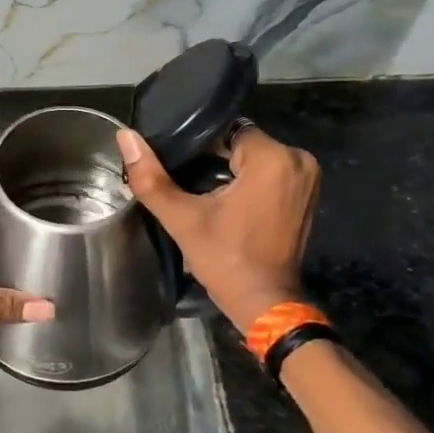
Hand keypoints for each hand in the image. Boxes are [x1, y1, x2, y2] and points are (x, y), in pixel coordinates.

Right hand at [116, 124, 319, 334]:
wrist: (263, 302)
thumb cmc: (224, 259)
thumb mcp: (182, 218)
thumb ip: (150, 176)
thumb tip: (125, 136)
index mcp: (272, 158)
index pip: (226, 130)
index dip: (199, 147)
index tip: (182, 168)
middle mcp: (298, 160)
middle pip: (241, 143)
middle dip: (215, 159)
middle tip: (190, 185)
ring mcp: (308, 177)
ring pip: (255, 157)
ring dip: (231, 171)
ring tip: (205, 195)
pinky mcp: (308, 193)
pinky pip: (270, 172)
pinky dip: (249, 182)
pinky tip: (228, 203)